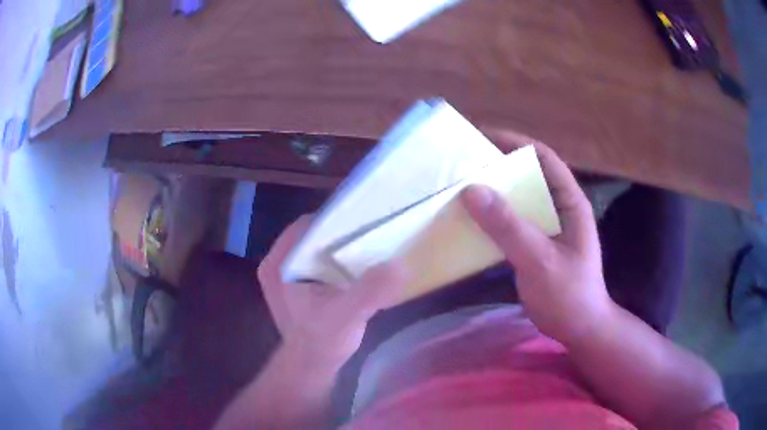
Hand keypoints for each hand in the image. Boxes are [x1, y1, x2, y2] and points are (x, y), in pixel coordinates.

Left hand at [257, 215, 407, 367]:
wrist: (312, 367)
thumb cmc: (322, 341)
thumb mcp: (347, 315)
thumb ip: (370, 291)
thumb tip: (400, 265)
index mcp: (279, 264)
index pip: (307, 226)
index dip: (336, 220)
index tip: (366, 220)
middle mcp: (276, 263)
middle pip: (311, 234)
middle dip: (339, 232)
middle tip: (371, 231)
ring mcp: (284, 275)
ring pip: (314, 247)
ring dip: (338, 245)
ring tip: (368, 245)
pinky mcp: (296, 285)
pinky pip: (315, 261)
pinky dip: (335, 259)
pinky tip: (357, 266)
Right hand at [461, 135, 613, 343]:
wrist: (578, 329)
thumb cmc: (568, 294)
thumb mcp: (540, 260)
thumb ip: (509, 227)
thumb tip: (472, 190)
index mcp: (570, 202)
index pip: (544, 158)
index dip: (516, 143)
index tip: (483, 137)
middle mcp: (559, 209)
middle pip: (529, 176)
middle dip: (499, 166)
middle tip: (465, 163)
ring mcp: (547, 228)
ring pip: (518, 200)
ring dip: (494, 193)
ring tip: (462, 187)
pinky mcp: (535, 245)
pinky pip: (511, 223)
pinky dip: (493, 218)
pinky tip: (472, 221)